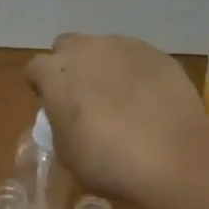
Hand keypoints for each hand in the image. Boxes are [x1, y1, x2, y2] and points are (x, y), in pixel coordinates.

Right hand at [25, 33, 208, 203]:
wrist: (173, 155)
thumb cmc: (109, 162)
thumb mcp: (68, 153)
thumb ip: (60, 124)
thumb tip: (67, 115)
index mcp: (56, 74)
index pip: (35, 68)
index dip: (40, 85)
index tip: (49, 103)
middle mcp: (86, 49)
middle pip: (67, 46)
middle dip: (70, 65)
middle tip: (82, 95)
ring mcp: (124, 46)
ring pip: (104, 47)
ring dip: (104, 65)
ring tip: (120, 96)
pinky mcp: (157, 53)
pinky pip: (136, 56)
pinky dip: (135, 71)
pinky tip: (148, 97)